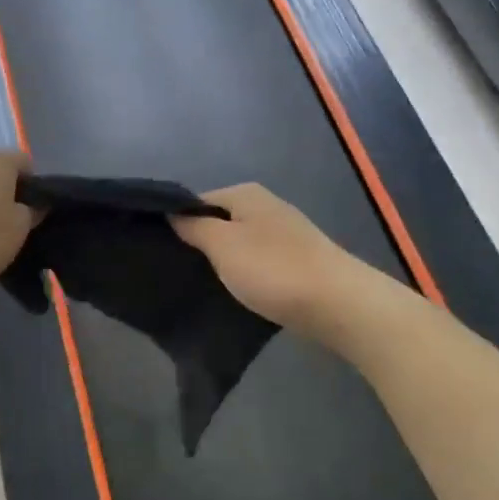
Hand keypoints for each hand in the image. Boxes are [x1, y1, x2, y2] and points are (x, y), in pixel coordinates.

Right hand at [172, 183, 365, 335]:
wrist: (339, 304)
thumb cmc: (273, 269)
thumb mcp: (222, 245)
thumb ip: (194, 227)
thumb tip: (173, 214)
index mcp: (245, 194)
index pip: (197, 201)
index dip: (177, 222)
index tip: (160, 249)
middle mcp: (266, 207)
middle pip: (220, 221)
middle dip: (200, 244)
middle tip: (177, 271)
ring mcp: (285, 234)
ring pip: (240, 244)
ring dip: (223, 262)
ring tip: (201, 285)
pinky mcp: (297, 262)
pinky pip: (259, 263)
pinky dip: (246, 275)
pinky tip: (236, 294)